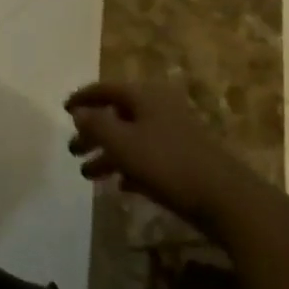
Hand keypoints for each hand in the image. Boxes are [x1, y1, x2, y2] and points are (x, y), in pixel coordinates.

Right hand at [66, 80, 242, 220]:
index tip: (63, 109)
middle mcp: (159, 108)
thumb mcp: (121, 143)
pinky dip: (130, 166)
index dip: (82, 98)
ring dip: (108, 154)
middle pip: (117, 115)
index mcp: (144, 96)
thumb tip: (79, 112)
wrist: (225, 199)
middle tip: (73, 149)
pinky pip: (148, 157)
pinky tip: (119, 185)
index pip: (105, 89)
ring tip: (88, 174)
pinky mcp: (185, 159)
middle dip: (93, 132)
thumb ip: (96, 124)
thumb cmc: (166, 163)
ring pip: (131, 138)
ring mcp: (174, 134)